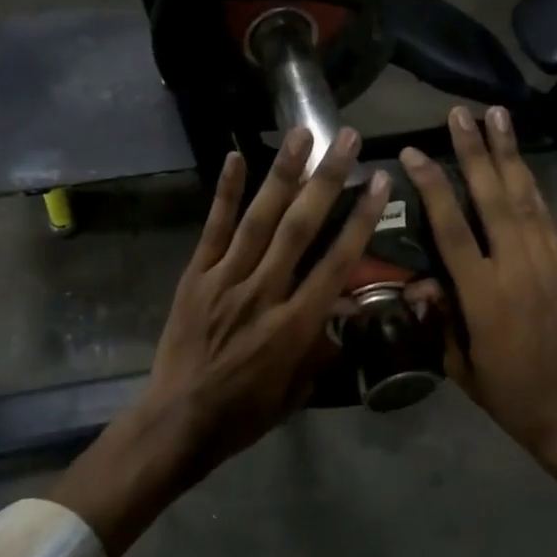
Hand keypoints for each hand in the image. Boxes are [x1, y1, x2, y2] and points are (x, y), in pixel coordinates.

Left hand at [51, 127, 391, 556]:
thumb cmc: (244, 414)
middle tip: (346, 139)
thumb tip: (344, 312)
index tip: (380, 181)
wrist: (177, 422)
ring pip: (259, 219)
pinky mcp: (195, 276)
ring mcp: (225, 280)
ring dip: (282, 174)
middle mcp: (263, 293)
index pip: (336, 262)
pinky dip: (226, 193)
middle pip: (300, 228)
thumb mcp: (297, 391)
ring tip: (301, 134)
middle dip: (327, 180)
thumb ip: (322, 348)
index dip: (361, 219)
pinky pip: (213, 229)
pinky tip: (236, 157)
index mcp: (294, 325)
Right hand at [401, 106, 556, 494]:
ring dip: (509, 155)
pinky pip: (545, 216)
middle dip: (476, 152)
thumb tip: (419, 283)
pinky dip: (530, 185)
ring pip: (524, 198)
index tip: (415, 153)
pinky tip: (520, 164)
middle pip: (493, 199)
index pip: (452, 229)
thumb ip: (438, 318)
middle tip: (462, 113)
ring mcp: (547, 263)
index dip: (432, 188)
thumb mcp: (459, 363)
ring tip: (498, 116)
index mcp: (483, 296)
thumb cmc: (508, 393)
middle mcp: (517, 268)